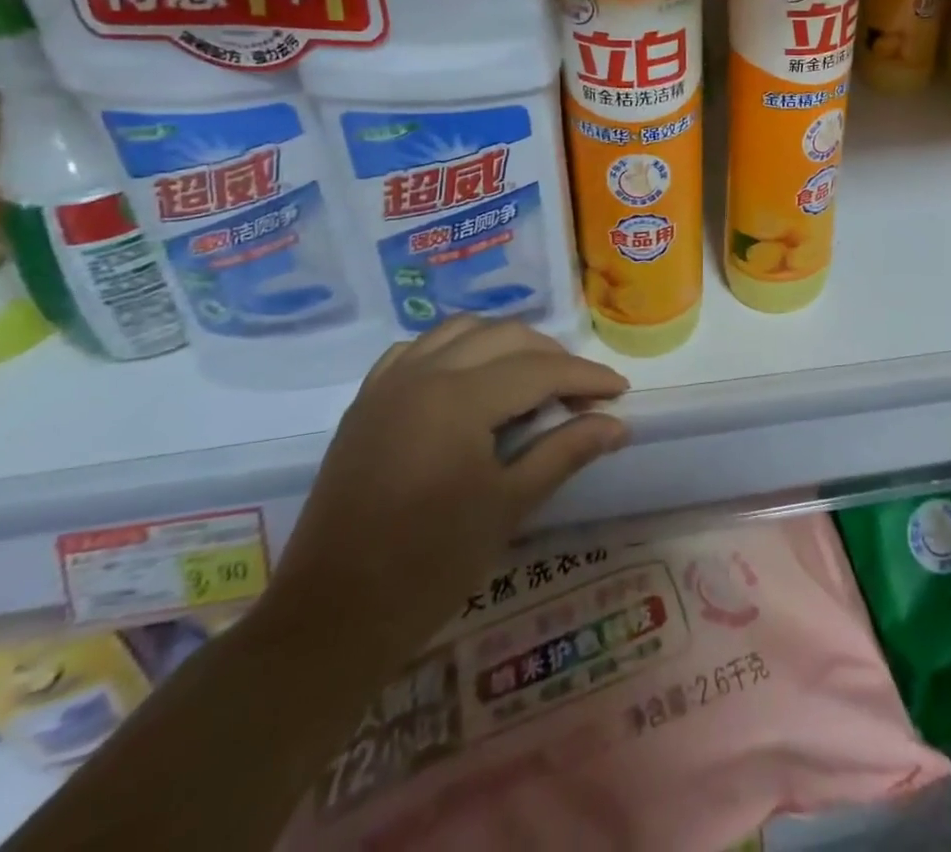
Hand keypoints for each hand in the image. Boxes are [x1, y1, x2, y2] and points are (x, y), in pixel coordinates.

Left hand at [267, 318, 629, 665]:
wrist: (330, 620)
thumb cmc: (429, 567)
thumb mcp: (509, 506)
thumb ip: (565, 451)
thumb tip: (617, 423)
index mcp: (458, 399)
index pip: (539, 369)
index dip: (586, 378)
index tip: (620, 391)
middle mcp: (422, 373)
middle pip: (504, 336)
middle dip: (551, 357)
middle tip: (580, 394)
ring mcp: (388, 384)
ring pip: (461, 331)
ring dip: (505, 344)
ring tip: (532, 380)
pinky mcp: (366, 402)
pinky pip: (418, 350)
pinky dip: (456, 351)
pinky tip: (470, 380)